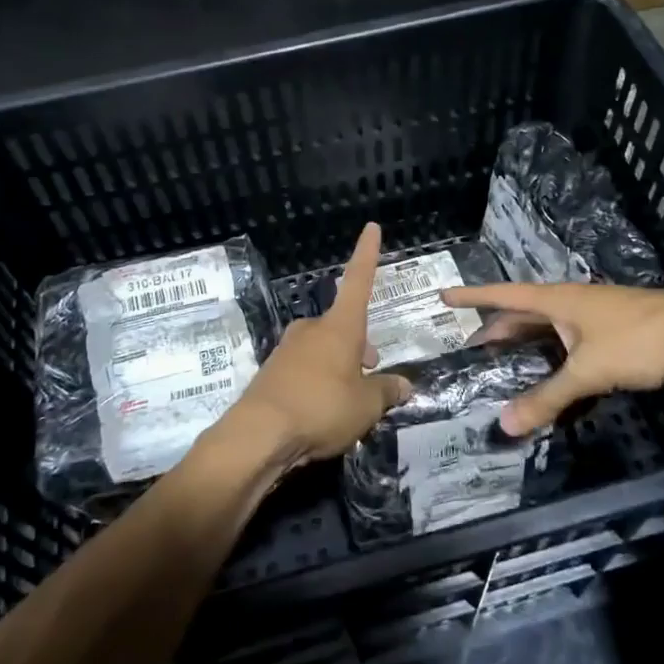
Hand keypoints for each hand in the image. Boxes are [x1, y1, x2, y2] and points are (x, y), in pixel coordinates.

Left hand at [212, 223, 410, 474]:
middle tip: (372, 372)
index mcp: (339, 327)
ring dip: (339, 365)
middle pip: (342, 326)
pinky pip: (304, 370)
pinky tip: (320, 411)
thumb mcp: (366, 406)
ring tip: (348, 401)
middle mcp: (312, 330)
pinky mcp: (271, 373)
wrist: (258, 435)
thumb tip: (405, 385)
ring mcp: (287, 349)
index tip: (370, 227)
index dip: (367, 255)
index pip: (358, 281)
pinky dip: (317, 383)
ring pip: (323, 349)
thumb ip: (387, 392)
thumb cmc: (321, 408)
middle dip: (359, 344)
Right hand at [440, 282, 663, 435]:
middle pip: (525, 313)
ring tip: (506, 364)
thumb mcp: (588, 371)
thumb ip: (547, 397)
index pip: (504, 295)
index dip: (473, 297)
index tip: (444, 297)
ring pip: (550, 328)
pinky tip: (555, 375)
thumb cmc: (639, 342)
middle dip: (498, 329)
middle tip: (473, 350)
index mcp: (559, 300)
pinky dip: (554, 356)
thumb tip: (504, 424)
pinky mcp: (617, 333)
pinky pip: (571, 341)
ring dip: (527, 343)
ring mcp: (597, 316)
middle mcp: (574, 302)